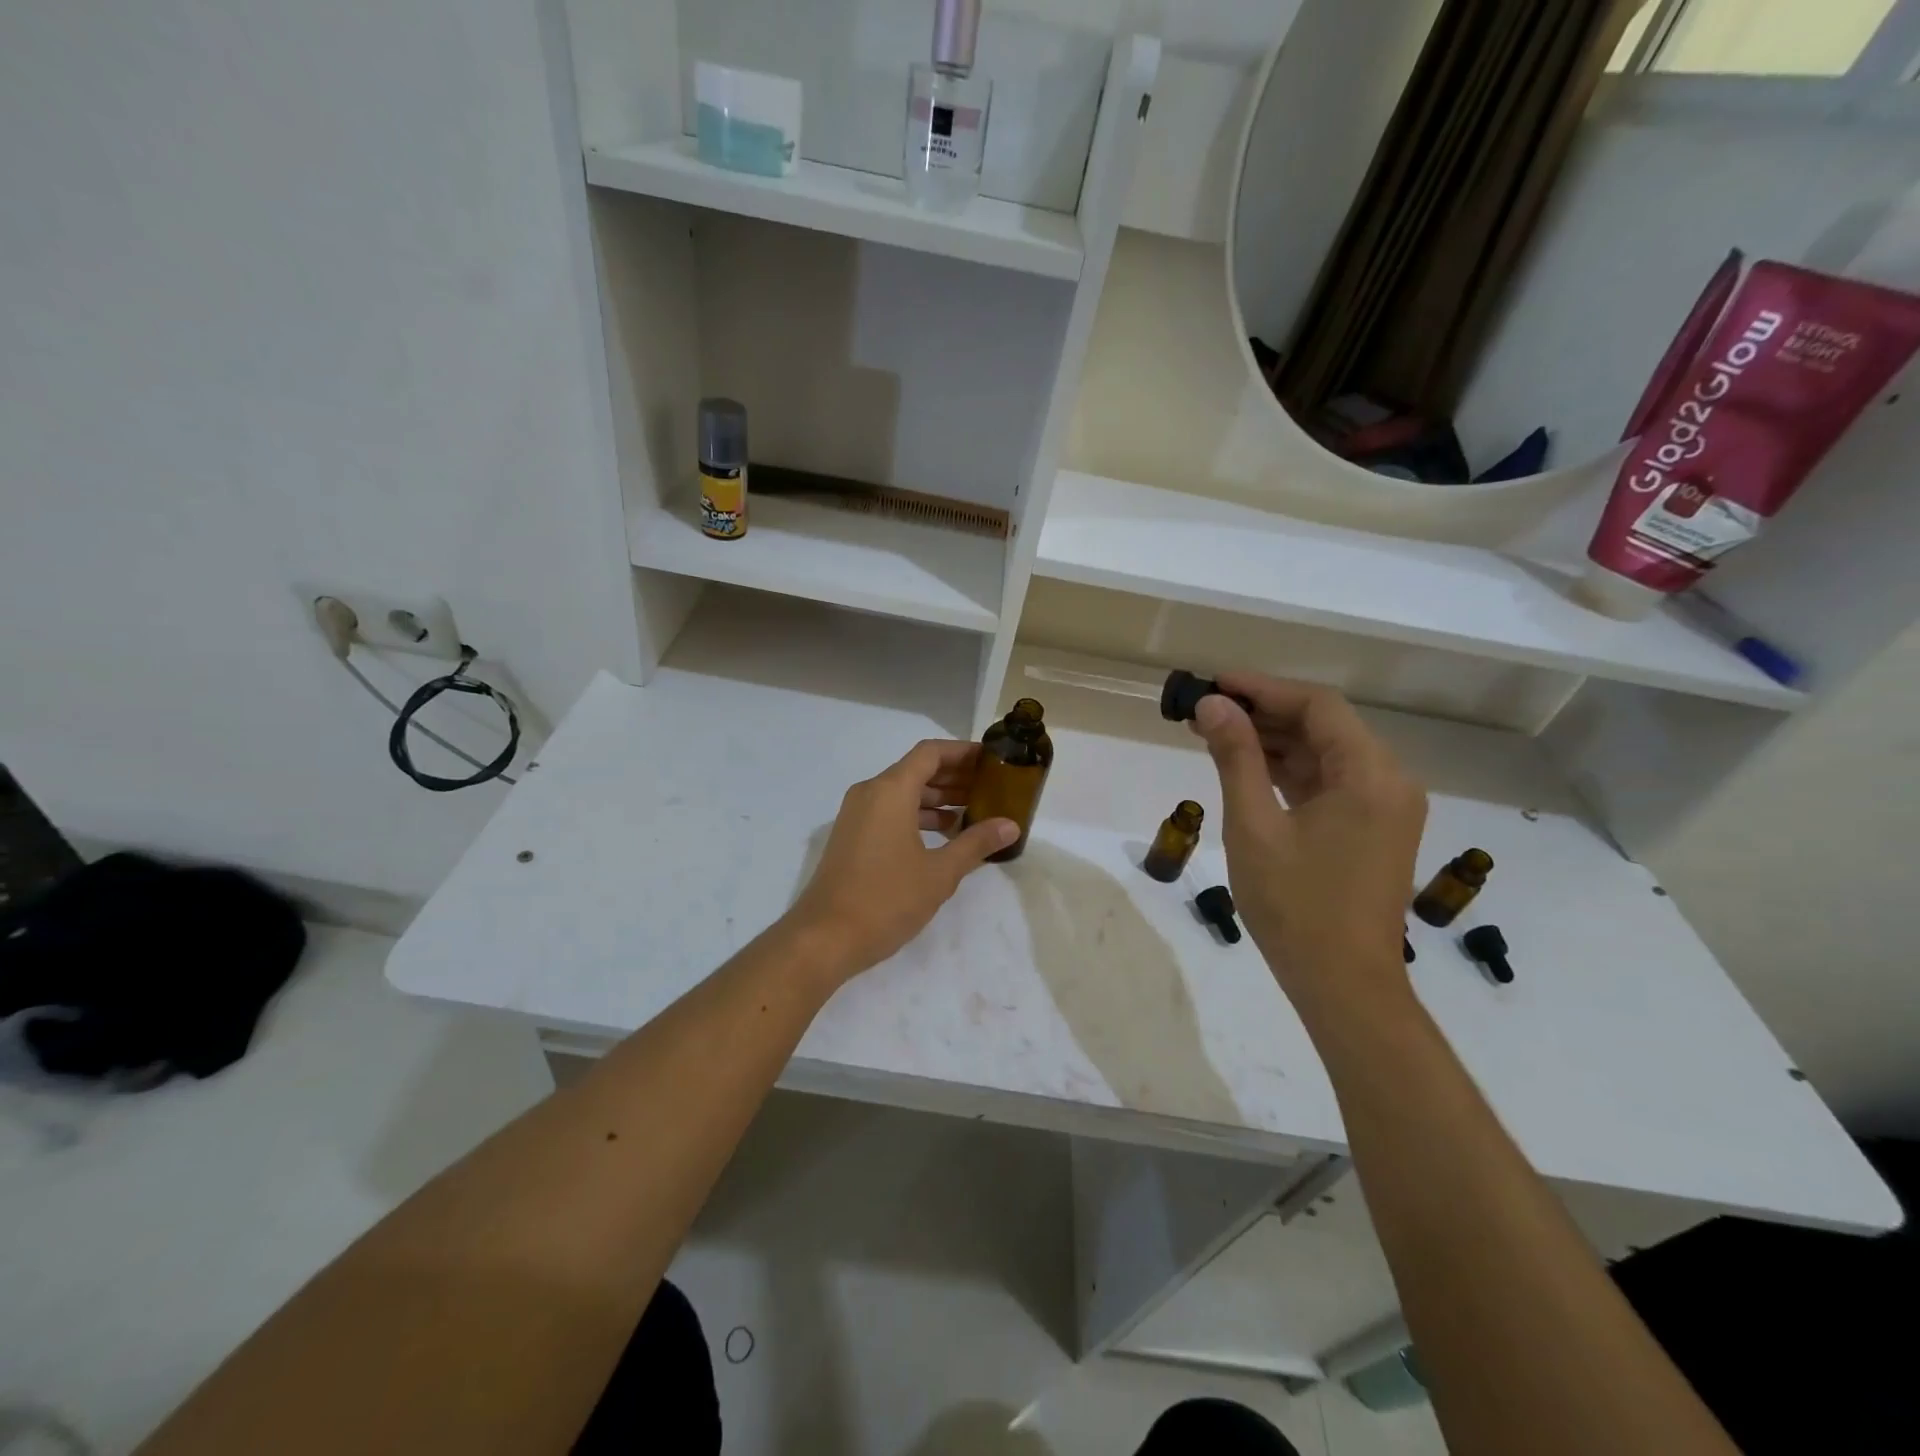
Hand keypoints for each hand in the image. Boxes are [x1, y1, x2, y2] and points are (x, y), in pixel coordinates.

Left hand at [780, 740, 1017, 984]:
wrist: (825, 937)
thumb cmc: (886, 899)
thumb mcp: (939, 873)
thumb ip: (975, 843)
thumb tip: (1011, 825)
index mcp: (890, 791)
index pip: (930, 753)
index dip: (963, 752)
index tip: (992, 759)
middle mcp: (870, 793)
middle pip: (917, 770)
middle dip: (954, 776)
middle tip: (991, 786)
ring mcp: (857, 815)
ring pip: (903, 792)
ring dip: (937, 798)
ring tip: (974, 811)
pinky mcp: (853, 836)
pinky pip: (890, 811)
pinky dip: (918, 815)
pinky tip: (944, 835)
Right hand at [1191, 674, 1426, 1015]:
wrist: (1343, 984)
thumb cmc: (1295, 905)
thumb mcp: (1254, 826)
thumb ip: (1236, 757)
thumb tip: (1213, 705)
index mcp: (1369, 775)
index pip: (1318, 706)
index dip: (1262, 688)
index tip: (1214, 684)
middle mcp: (1390, 781)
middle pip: (1325, 725)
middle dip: (1264, 713)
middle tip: (1206, 710)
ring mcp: (1385, 807)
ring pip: (1326, 752)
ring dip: (1275, 740)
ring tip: (1216, 734)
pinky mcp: (1374, 828)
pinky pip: (1331, 781)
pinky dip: (1291, 770)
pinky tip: (1248, 766)